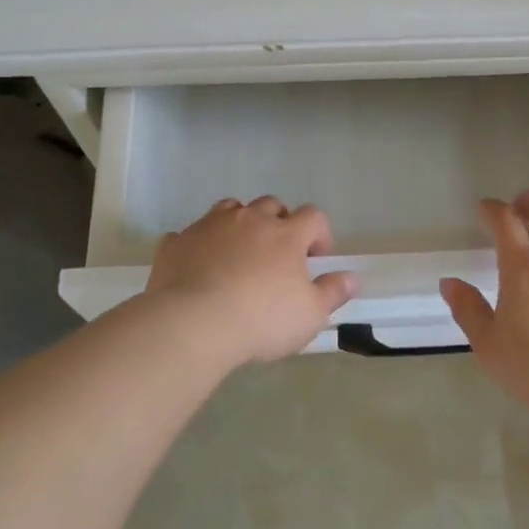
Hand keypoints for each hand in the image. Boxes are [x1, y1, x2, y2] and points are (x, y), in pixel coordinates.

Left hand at [146, 197, 356, 365]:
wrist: (193, 323)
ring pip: (230, 209)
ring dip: (240, 223)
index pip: (313, 216)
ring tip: (240, 252)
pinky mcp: (176, 243)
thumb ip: (333, 292)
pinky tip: (198, 266)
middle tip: (279, 254)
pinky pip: (190, 234)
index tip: (317, 258)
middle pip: (271, 205)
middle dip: (279, 222)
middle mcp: (249, 220)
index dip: (320, 233)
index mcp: (285, 234)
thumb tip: (351, 277)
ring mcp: (209, 226)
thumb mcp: (310, 315)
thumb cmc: (262, 319)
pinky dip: (199, 245)